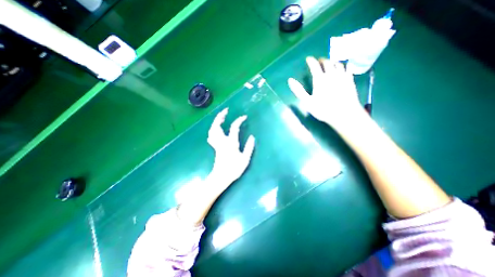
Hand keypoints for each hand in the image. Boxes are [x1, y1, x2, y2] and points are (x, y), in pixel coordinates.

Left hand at [207, 107, 256, 185]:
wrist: (221, 177)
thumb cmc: (234, 169)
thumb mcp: (245, 159)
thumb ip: (249, 148)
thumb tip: (252, 137)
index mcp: (231, 143)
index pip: (234, 128)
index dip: (239, 120)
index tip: (244, 117)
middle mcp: (222, 142)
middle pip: (217, 126)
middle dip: (220, 116)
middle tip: (226, 111)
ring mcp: (217, 144)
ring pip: (212, 130)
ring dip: (216, 122)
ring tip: (221, 117)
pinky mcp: (215, 147)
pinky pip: (211, 136)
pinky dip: (213, 130)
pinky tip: (216, 129)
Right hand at [286, 56, 362, 127]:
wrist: (344, 114)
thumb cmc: (323, 109)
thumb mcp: (307, 102)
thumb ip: (298, 90)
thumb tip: (290, 80)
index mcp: (320, 79)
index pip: (314, 65)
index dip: (311, 61)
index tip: (308, 58)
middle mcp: (331, 74)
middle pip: (327, 62)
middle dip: (321, 60)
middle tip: (318, 61)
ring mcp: (342, 76)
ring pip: (337, 63)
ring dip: (332, 61)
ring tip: (329, 63)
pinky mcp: (350, 80)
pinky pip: (348, 68)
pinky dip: (344, 65)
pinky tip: (343, 67)